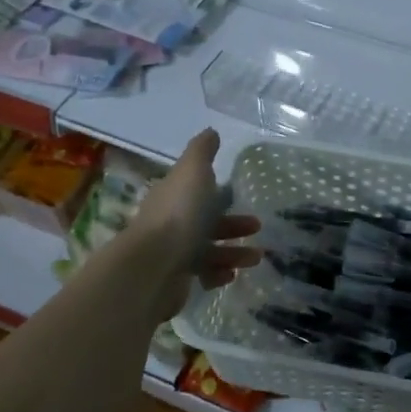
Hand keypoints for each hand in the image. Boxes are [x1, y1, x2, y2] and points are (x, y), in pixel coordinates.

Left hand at [127, 130, 262, 320]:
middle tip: (258, 227)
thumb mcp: (193, 172)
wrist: (153, 267)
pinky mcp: (176, 280)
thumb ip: (202, 152)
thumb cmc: (178, 214)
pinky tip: (232, 275)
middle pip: (205, 221)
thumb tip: (211, 131)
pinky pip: (203, 275)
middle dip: (232, 224)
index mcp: (173, 196)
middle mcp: (170, 223)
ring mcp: (172, 253)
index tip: (239, 194)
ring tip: (257, 257)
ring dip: (234, 252)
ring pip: (208, 250)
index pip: (195, 191)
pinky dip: (219, 274)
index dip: (216, 191)